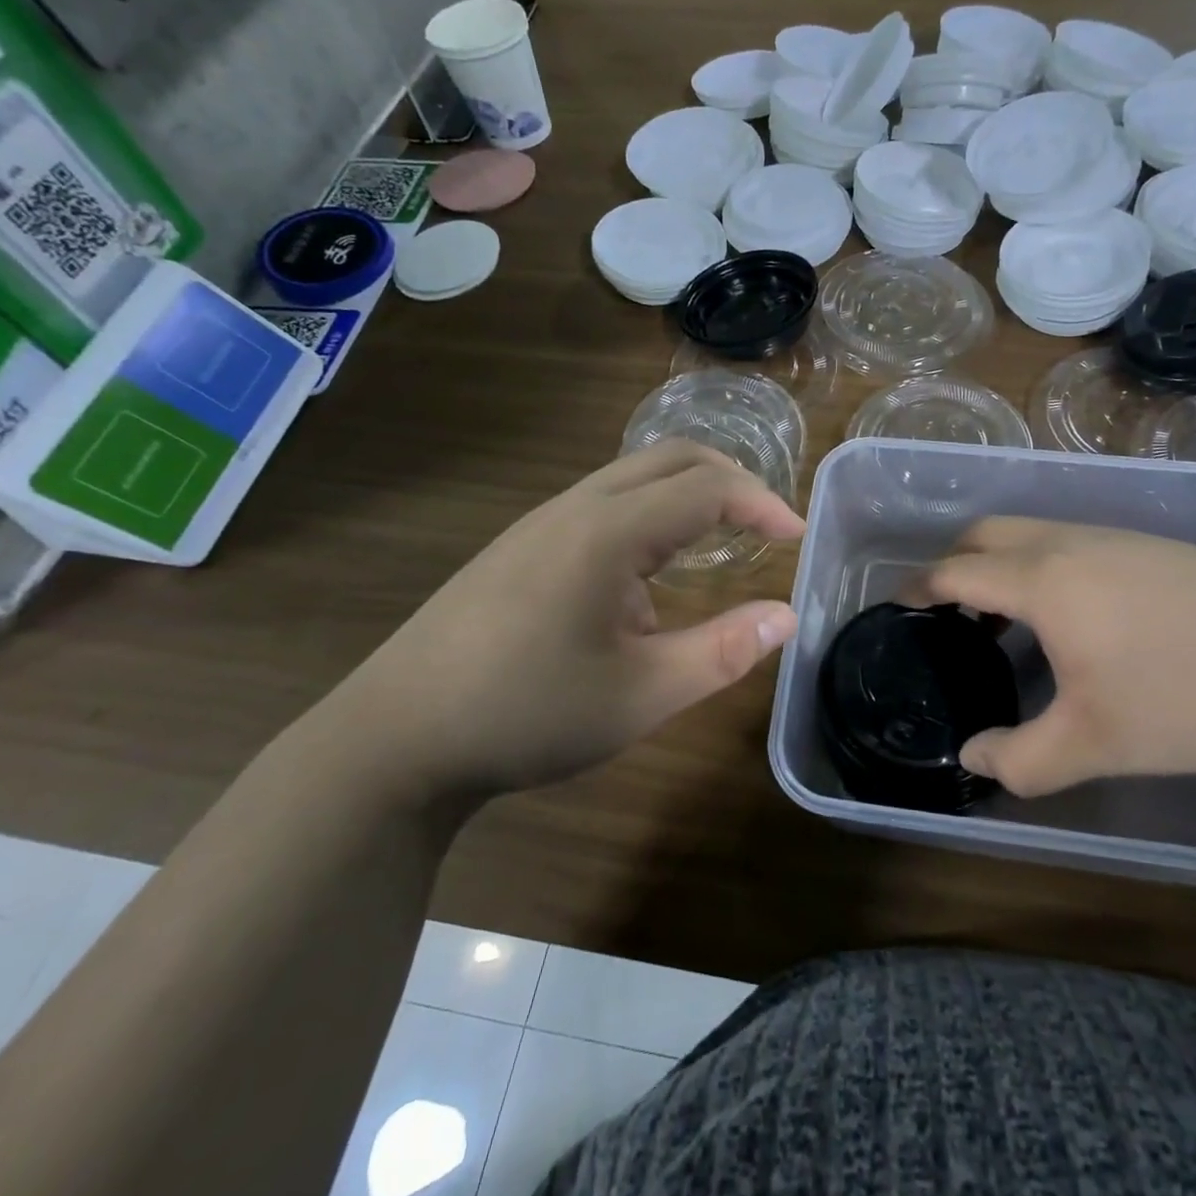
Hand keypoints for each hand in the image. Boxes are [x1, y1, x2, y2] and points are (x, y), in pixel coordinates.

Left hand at [322, 440, 803, 799]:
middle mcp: (577, 507)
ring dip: (687, 495)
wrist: (396, 737)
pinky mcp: (520, 545)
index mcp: (610, 531)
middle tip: (767, 523)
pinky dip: (649, 516)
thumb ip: (723, 651)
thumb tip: (786, 616)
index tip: (798, 538)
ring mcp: (541, 522)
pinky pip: (602, 505)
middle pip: (671, 458)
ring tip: (718, 543)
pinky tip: (645, 582)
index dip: (763, 504)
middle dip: (731, 479)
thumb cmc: (528, 714)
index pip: (708, 488)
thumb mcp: (642, 694)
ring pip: (633, 477)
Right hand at [915, 518, 1195, 796]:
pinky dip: (1038, 563)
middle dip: (953, 563)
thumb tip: (972, 759)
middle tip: (948, 611)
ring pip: (1028, 531)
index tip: (899, 608)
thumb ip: (1021, 758)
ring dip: (999, 562)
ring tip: (1005, 618)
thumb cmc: (1182, 694)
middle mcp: (1065, 543)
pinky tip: (1070, 614)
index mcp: (1039, 580)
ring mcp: (1109, 536)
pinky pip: (1065, 539)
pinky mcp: (1144, 544)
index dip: (919, 588)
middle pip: (985, 533)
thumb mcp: (1094, 742)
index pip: (956, 571)